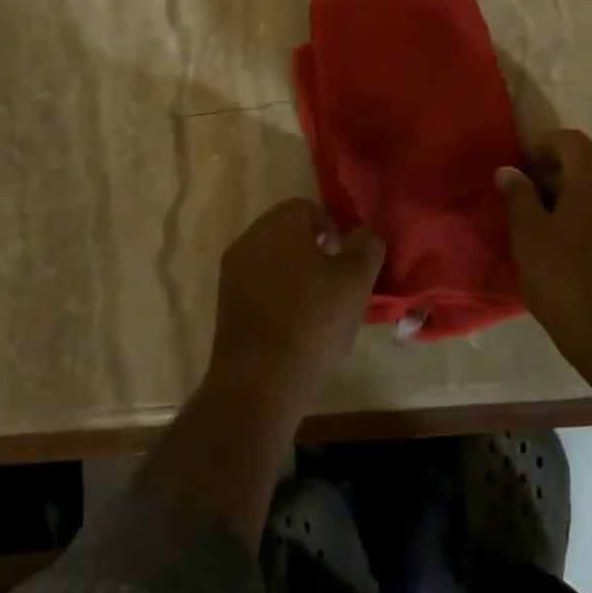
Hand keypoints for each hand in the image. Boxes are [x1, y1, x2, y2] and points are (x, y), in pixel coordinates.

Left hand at [208, 198, 384, 409]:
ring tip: (320, 314)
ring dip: (298, 279)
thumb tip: (363, 235)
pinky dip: (279, 301)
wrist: (259, 383)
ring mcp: (232, 275)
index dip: (334, 231)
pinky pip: (260, 290)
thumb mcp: (356, 279)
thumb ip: (366, 246)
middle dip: (316, 255)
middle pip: (289, 235)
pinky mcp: (225, 307)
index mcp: (277, 224)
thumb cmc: (313, 320)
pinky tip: (297, 333)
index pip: (308, 209)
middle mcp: (249, 240)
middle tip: (337, 287)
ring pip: (274, 264)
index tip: (347, 263)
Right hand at [498, 130, 591, 380]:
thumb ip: (518, 196)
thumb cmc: (567, 278)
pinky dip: (585, 216)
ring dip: (568, 197)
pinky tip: (562, 245)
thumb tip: (509, 171)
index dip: (542, 145)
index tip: (518, 164)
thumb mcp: (529, 235)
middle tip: (521, 196)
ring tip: (537, 223)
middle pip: (586, 165)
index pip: (571, 141)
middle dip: (552, 173)